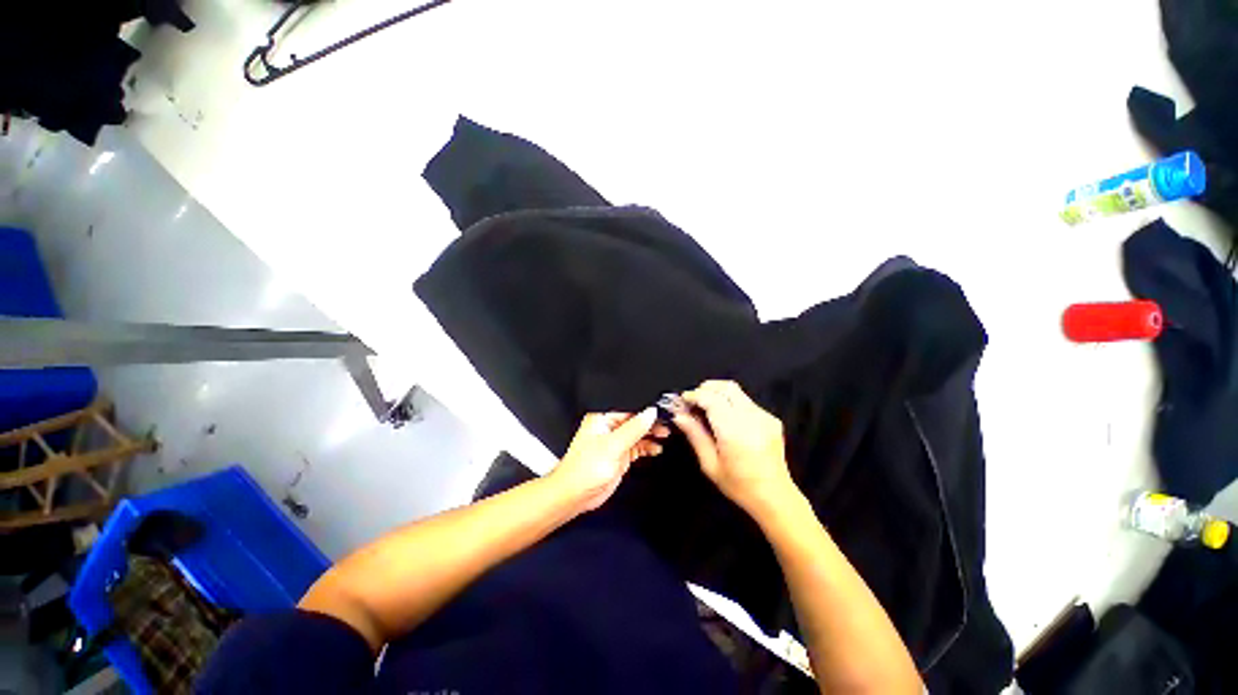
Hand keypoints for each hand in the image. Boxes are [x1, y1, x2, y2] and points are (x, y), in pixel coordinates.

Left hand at [552, 409, 668, 512]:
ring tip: (664, 434)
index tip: (661, 409)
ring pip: (638, 432)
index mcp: (602, 417)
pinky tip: (656, 448)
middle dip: (650, 420)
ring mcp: (615, 441)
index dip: (644, 407)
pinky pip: (638, 446)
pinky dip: (648, 446)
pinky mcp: (620, 454)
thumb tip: (650, 412)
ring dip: (651, 433)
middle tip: (666, 422)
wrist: (575, 496)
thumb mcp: (613, 446)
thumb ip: (634, 428)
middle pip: (635, 419)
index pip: (628, 406)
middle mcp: (609, 426)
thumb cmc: (584, 470)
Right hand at [673, 380, 796, 516]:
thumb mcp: (709, 464)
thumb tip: (679, 415)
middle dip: (706, 389)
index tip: (683, 401)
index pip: (711, 398)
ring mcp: (764, 417)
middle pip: (726, 387)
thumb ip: (694, 434)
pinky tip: (725, 418)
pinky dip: (731, 402)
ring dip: (718, 394)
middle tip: (694, 401)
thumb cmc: (738, 485)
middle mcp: (751, 419)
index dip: (694, 395)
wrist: (775, 497)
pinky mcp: (772, 418)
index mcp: (734, 432)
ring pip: (736, 391)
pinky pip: (746, 401)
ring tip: (707, 408)